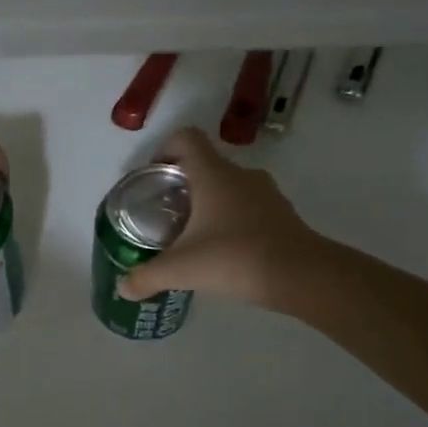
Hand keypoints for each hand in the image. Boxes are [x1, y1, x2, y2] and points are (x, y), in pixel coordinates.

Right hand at [118, 127, 320, 310]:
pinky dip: (233, 219)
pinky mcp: (283, 215)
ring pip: (229, 186)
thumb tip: (123, 287)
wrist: (303, 276)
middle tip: (166, 213)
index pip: (186, 138)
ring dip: (210, 202)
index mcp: (213, 174)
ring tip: (194, 234)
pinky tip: (225, 250)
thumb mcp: (182, 269)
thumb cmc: (236, 258)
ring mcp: (266, 194)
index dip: (164, 149)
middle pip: (205, 164)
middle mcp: (240, 175)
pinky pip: (249, 206)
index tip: (153, 176)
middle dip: (183, 184)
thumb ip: (147, 276)